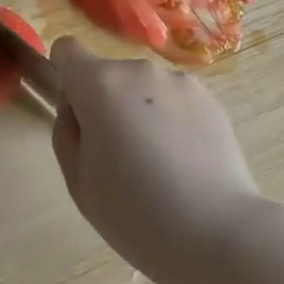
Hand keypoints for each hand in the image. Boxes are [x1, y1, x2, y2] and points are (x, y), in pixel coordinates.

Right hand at [49, 38, 272, 283]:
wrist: (217, 233)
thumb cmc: (134, 214)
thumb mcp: (78, 181)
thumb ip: (66, 131)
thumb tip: (75, 107)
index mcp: (100, 84)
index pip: (67, 50)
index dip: (67, 79)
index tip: (79, 118)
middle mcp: (139, 70)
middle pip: (107, 75)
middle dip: (106, 103)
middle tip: (119, 157)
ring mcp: (180, 81)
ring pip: (144, 88)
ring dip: (141, 110)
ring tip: (158, 163)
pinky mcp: (211, 99)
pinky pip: (175, 101)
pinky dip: (172, 120)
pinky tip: (185, 162)